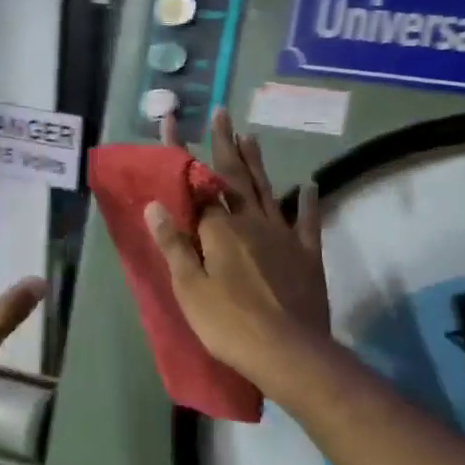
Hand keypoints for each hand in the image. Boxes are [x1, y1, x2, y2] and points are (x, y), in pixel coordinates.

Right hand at [146, 109, 328, 385]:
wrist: (288, 351)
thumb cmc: (229, 323)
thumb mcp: (189, 288)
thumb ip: (174, 245)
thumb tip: (155, 204)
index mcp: (220, 229)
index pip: (195, 182)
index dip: (180, 152)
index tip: (172, 119)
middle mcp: (252, 222)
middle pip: (236, 176)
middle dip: (226, 144)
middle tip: (222, 113)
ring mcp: (284, 236)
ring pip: (268, 191)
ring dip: (258, 163)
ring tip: (251, 136)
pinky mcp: (307, 255)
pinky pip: (308, 222)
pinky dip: (308, 202)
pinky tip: (309, 186)